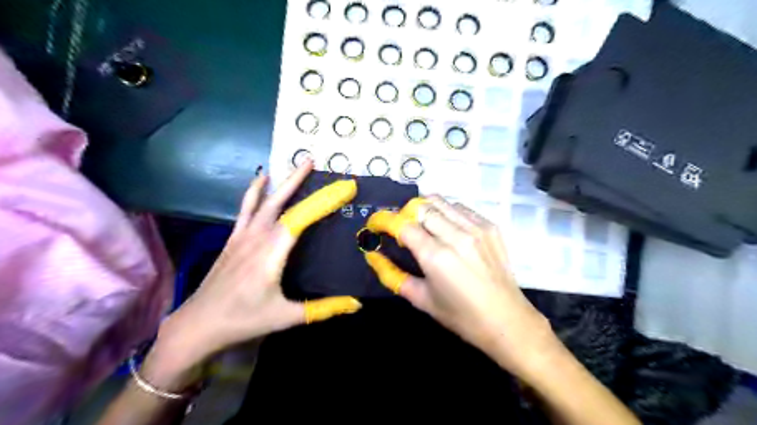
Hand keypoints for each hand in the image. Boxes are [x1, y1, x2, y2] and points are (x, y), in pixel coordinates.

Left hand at [158, 161, 361, 369]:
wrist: (198, 324)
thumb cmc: (244, 320)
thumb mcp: (286, 316)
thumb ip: (323, 309)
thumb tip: (356, 305)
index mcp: (272, 253)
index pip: (301, 218)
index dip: (323, 202)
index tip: (343, 188)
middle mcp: (257, 237)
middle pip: (280, 201)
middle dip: (297, 180)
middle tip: (313, 161)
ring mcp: (242, 236)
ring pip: (263, 201)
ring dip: (279, 181)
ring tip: (292, 165)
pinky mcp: (232, 238)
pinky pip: (245, 208)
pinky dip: (254, 192)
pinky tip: (260, 180)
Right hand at [364, 195, 556, 378]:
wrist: (507, 320)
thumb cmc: (461, 316)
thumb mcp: (420, 299)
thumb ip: (391, 274)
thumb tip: (372, 255)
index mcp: (436, 256)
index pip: (402, 224)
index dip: (384, 221)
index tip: (376, 225)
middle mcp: (456, 235)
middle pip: (420, 207)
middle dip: (403, 214)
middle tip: (400, 228)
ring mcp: (476, 228)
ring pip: (440, 202)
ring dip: (424, 209)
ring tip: (422, 225)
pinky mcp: (490, 226)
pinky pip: (460, 208)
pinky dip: (446, 212)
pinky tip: (446, 228)